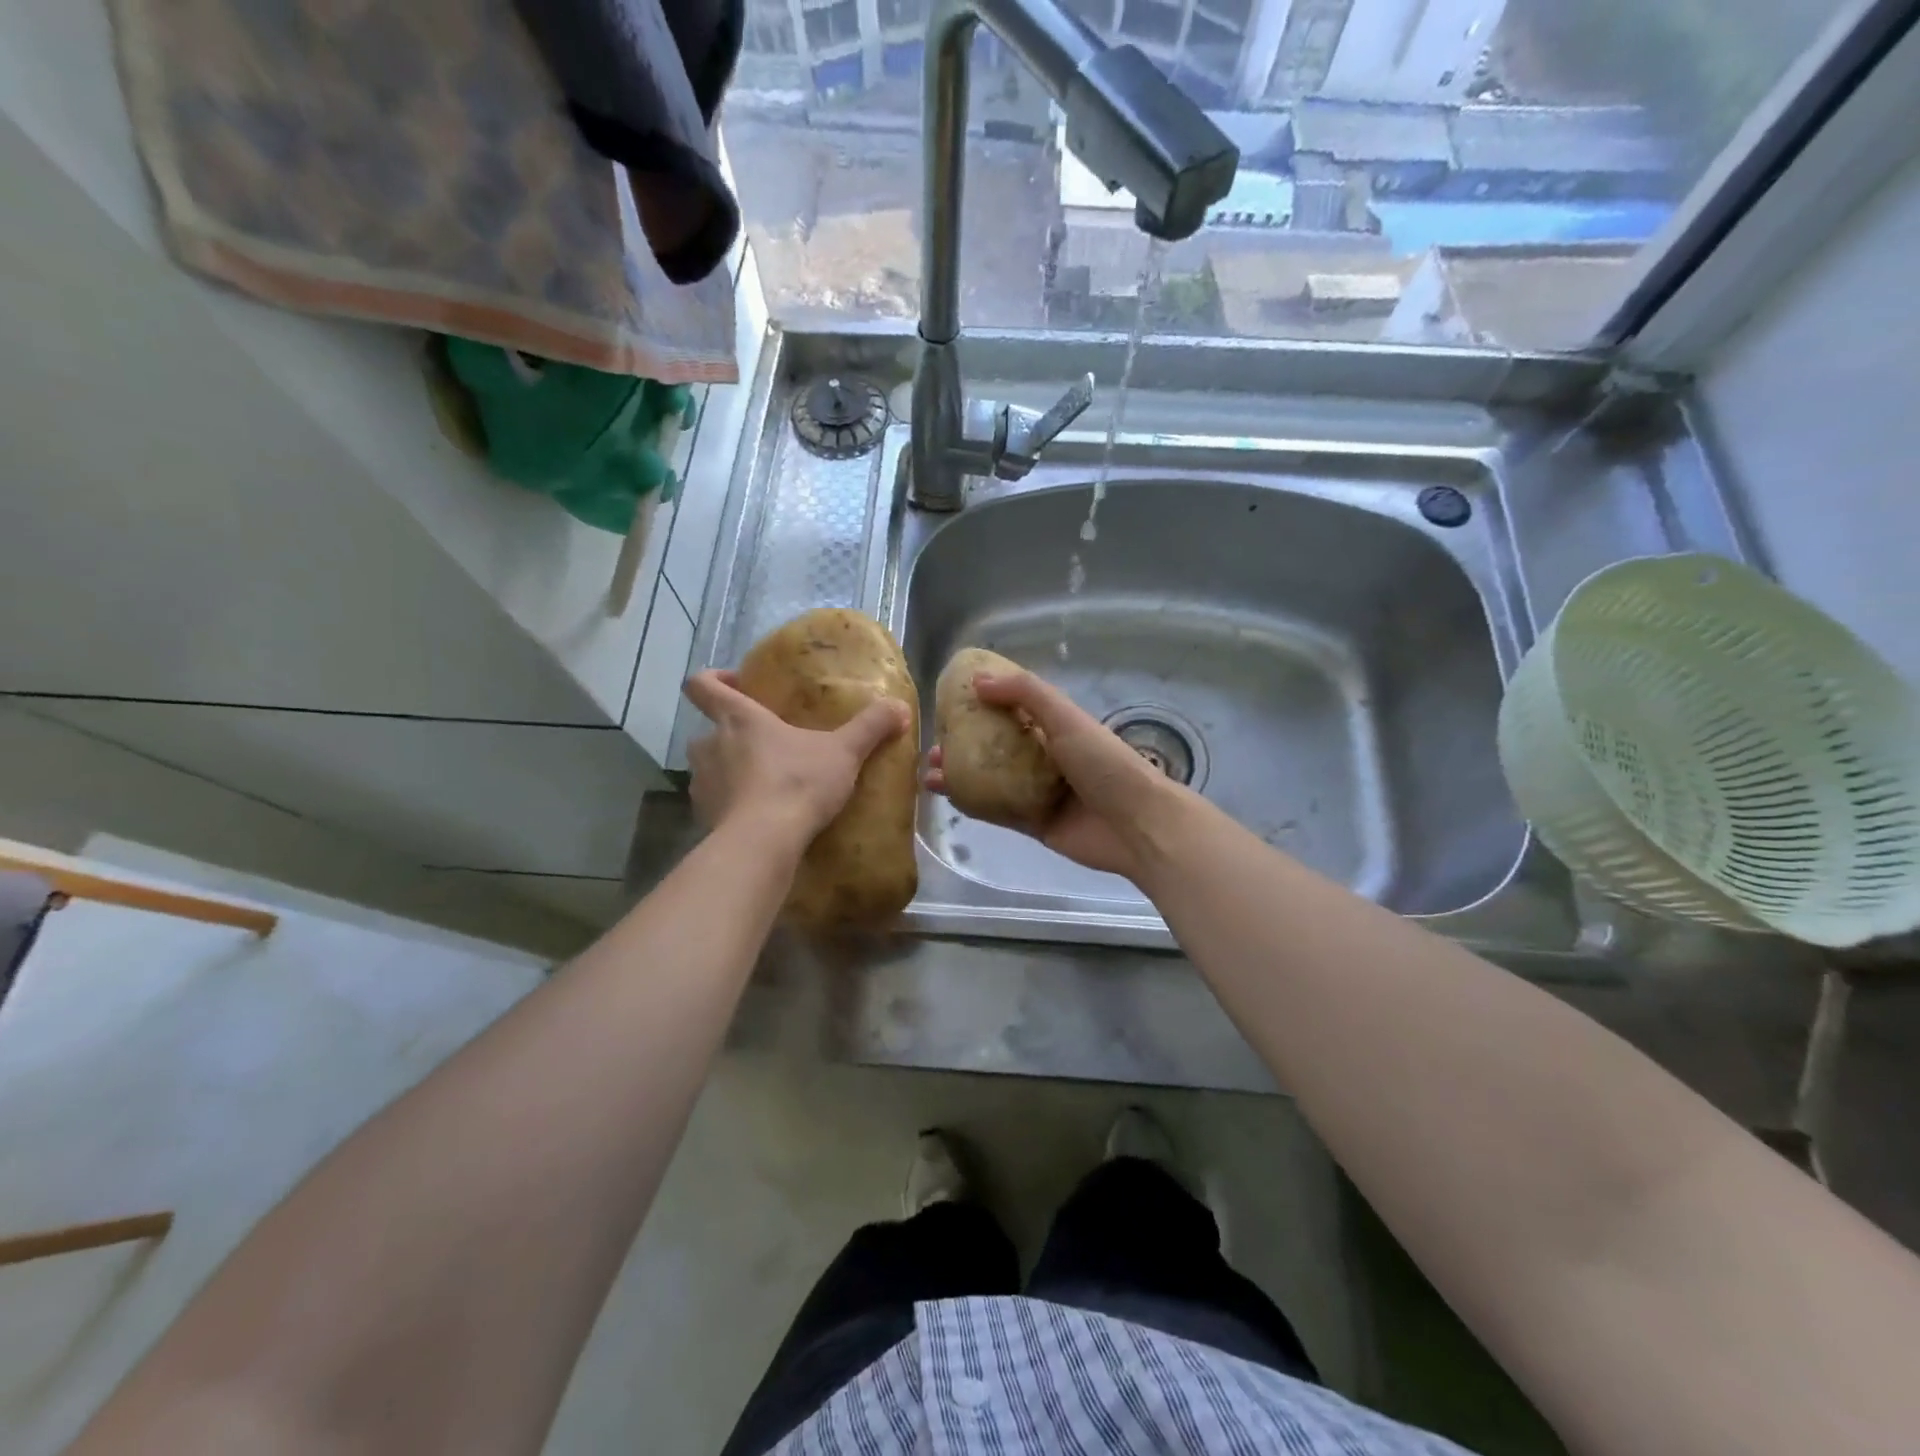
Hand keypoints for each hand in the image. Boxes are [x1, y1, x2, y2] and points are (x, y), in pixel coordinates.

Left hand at [684, 671, 908, 847]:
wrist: (763, 843)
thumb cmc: (798, 783)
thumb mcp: (844, 752)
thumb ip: (870, 726)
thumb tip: (900, 706)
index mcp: (738, 718)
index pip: (702, 685)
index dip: (713, 680)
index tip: (736, 686)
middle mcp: (710, 745)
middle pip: (709, 729)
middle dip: (732, 734)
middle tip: (767, 744)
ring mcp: (702, 783)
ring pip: (710, 767)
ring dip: (731, 770)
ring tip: (765, 782)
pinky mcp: (704, 817)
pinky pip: (715, 802)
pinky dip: (732, 804)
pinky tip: (760, 815)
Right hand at [924, 669, 1179, 881]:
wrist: (1137, 825)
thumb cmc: (1104, 763)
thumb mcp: (1066, 718)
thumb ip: (1025, 694)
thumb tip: (978, 681)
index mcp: (1057, 728)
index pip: (1014, 710)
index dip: (983, 705)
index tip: (949, 703)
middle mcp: (1047, 757)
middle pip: (997, 747)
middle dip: (964, 744)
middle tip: (933, 744)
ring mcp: (1040, 792)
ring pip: (992, 780)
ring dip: (962, 774)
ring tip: (929, 771)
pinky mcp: (1035, 824)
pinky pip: (998, 811)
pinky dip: (973, 804)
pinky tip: (947, 797)